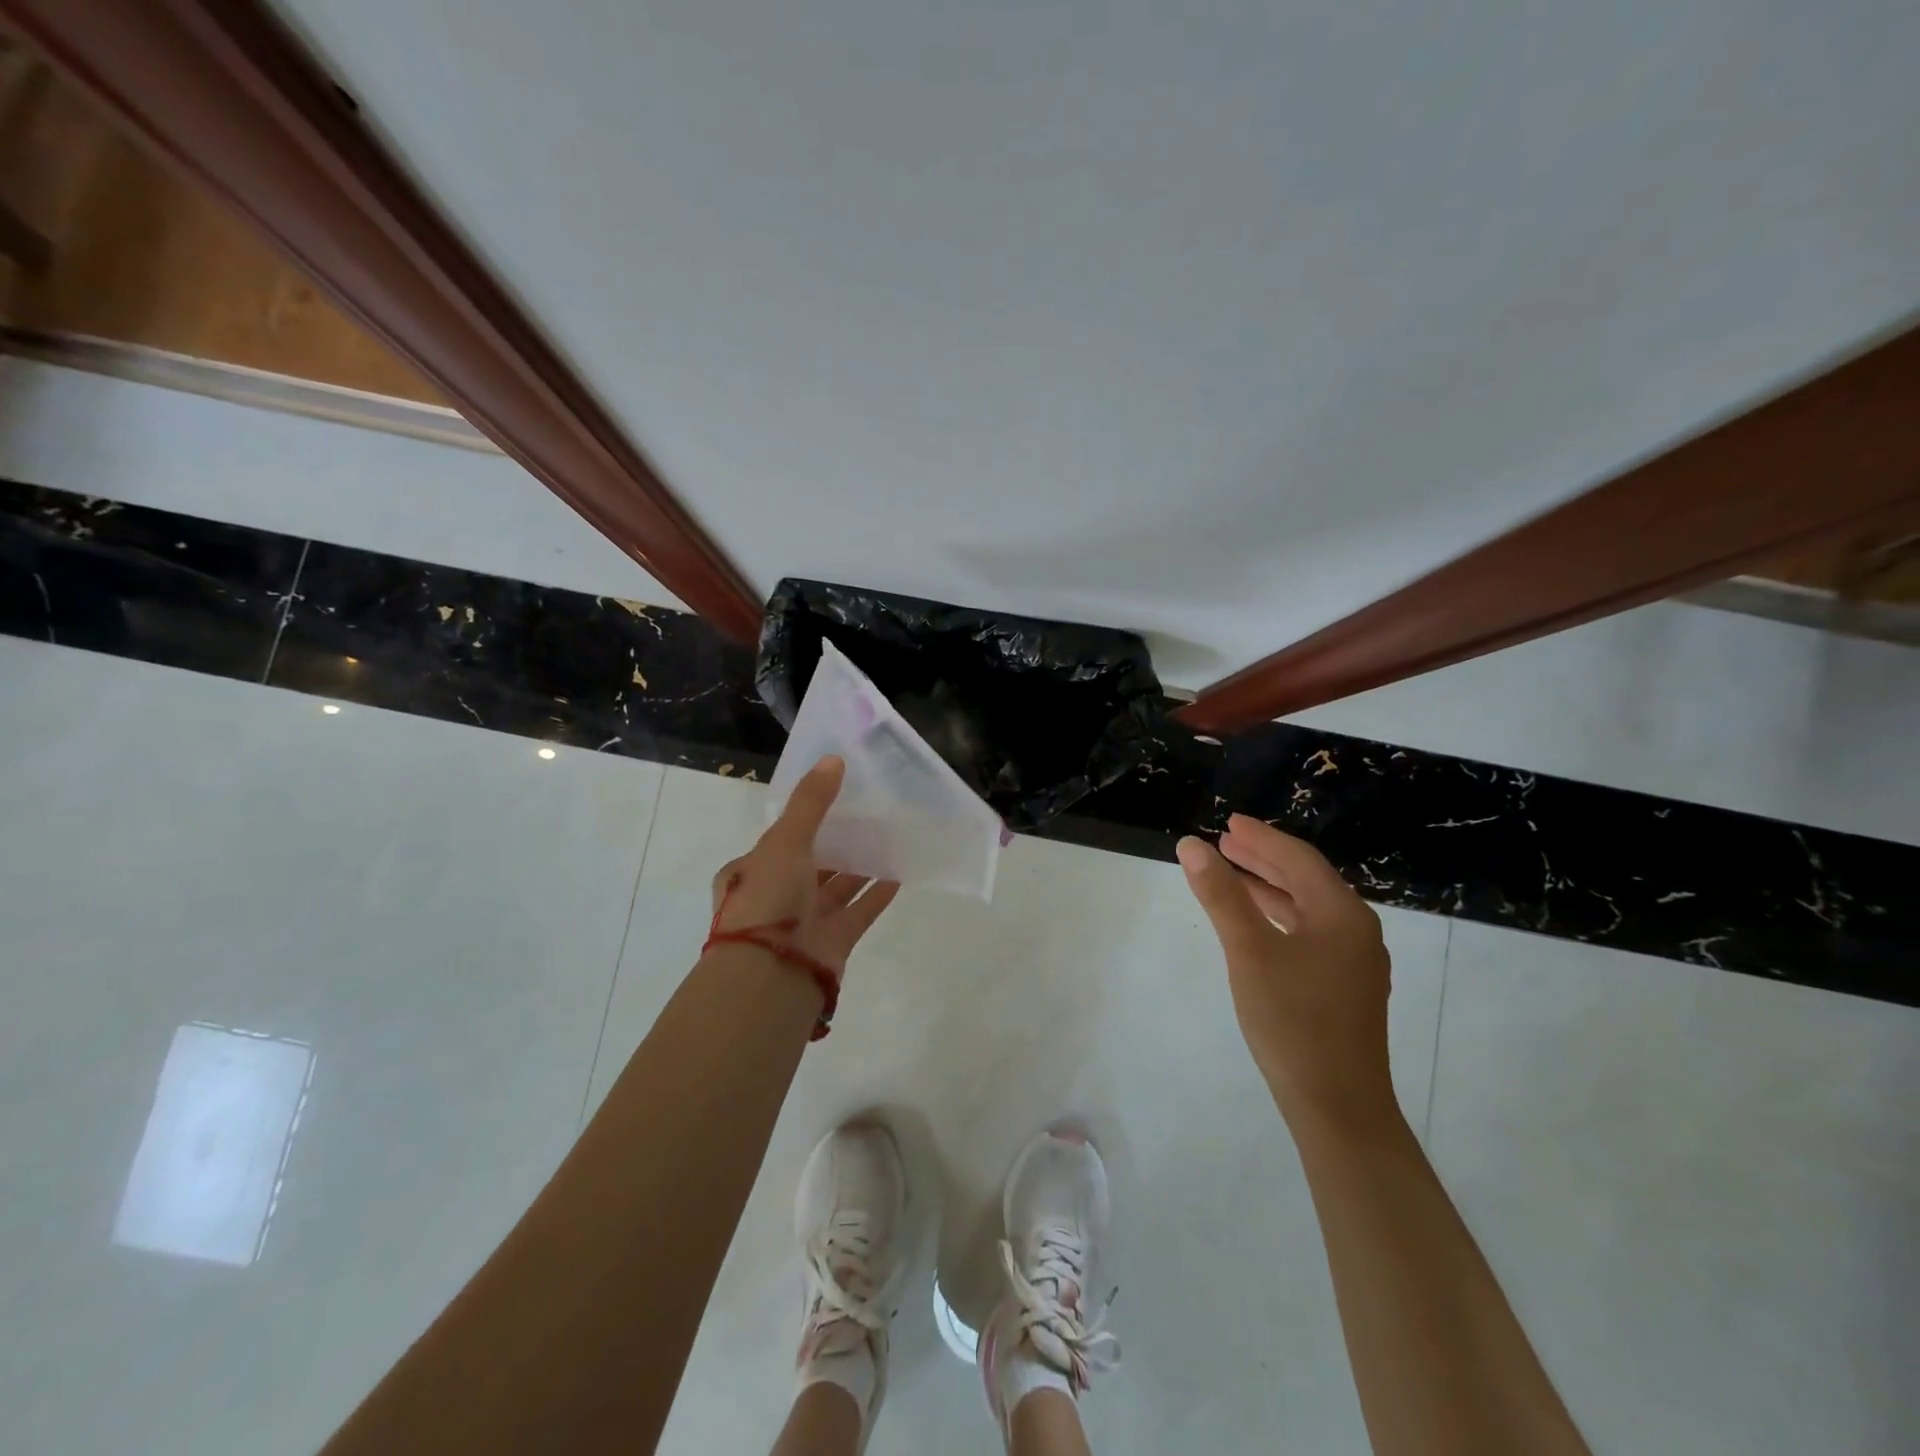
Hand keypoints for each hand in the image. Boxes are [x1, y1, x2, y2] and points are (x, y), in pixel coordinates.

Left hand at [708, 755, 899, 981]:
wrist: (772, 973)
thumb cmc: (768, 899)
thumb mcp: (785, 840)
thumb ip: (811, 802)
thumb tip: (834, 758)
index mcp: (752, 871)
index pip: (780, 839)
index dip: (805, 819)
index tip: (835, 797)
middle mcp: (777, 895)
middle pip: (812, 862)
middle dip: (837, 841)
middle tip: (870, 814)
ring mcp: (806, 920)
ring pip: (838, 885)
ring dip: (861, 865)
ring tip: (890, 837)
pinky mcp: (834, 940)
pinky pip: (860, 910)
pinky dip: (877, 893)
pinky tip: (900, 872)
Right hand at [1177, 814, 1395, 1129]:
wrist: (1338, 1106)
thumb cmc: (1293, 1020)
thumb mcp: (1249, 950)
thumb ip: (1221, 894)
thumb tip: (1191, 845)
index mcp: (1342, 914)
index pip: (1298, 859)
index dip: (1261, 837)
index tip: (1228, 823)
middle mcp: (1357, 931)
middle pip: (1306, 880)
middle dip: (1264, 859)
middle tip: (1224, 843)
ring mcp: (1355, 963)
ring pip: (1308, 909)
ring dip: (1270, 888)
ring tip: (1232, 876)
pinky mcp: (1346, 989)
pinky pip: (1310, 934)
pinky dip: (1280, 918)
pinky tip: (1258, 927)